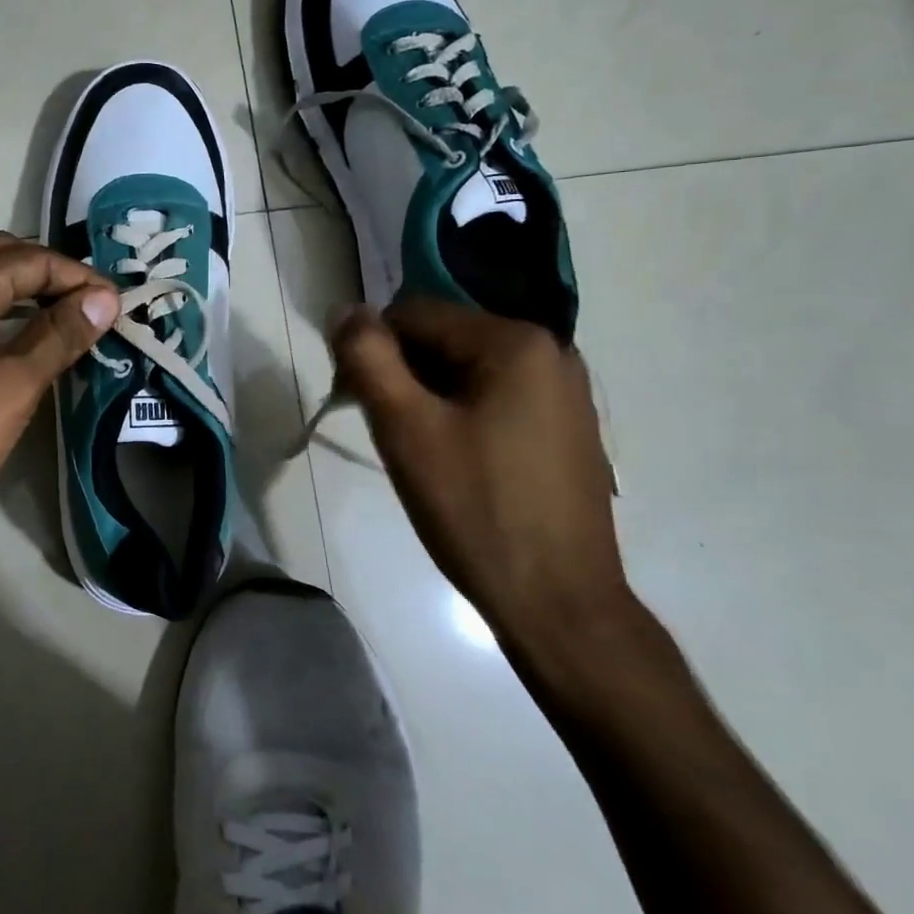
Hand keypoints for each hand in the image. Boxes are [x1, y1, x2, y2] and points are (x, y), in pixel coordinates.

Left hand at [0, 232, 117, 542]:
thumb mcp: (16, 384)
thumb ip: (60, 334)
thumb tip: (104, 298)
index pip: (31, 259)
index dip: (78, 276)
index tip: (115, 304)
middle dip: (47, 271)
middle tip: (85, 303)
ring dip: (15, 285)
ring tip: (52, 312)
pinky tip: (3, 339)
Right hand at [329, 300, 626, 638]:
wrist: (558, 603)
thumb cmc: (474, 509)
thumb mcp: (404, 427)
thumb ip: (366, 357)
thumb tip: (346, 310)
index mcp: (515, 341)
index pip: (413, 314)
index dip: (372, 352)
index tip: (357, 405)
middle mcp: (551, 352)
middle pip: (443, 339)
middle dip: (403, 375)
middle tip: (389, 434)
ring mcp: (566, 391)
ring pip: (466, 370)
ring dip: (429, 398)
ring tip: (422, 453)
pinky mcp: (568, 427)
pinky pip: (496, 397)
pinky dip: (462, 415)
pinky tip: (457, 463)